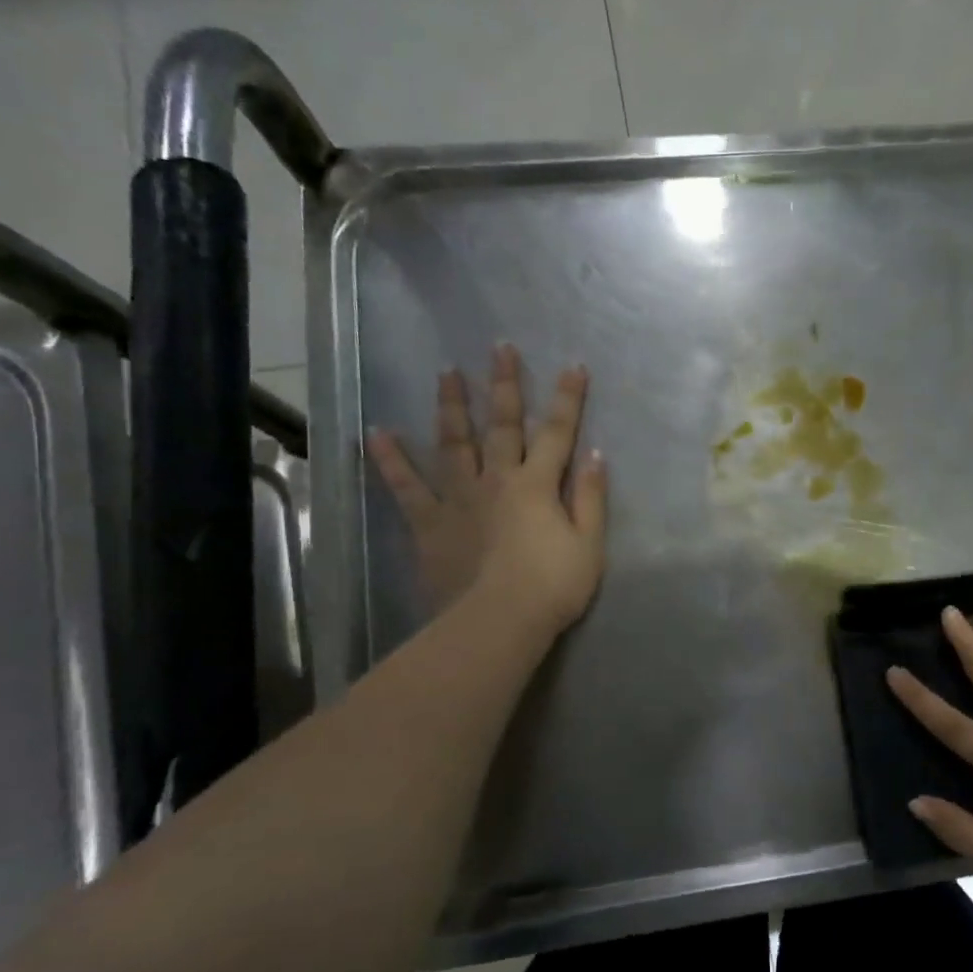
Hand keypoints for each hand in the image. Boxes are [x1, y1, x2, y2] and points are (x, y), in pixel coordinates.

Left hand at [366, 342, 606, 639]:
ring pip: (454, 443)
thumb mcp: (589, 545)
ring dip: (451, 406)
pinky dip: (391, 459)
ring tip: (445, 372)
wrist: (497, 623)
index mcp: (538, 485)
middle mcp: (497, 480)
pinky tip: (378, 432)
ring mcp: (459, 498)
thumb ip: (590, 498)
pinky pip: (406, 486)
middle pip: (503, 425)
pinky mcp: (429, 522)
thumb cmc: (552, 587)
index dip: (568, 399)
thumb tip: (594, 454)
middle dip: (504, 385)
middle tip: (500, 348)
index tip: (573, 365)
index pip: (558, 432)